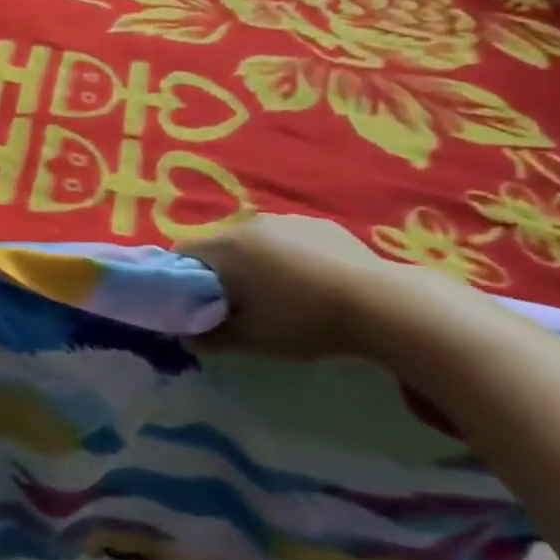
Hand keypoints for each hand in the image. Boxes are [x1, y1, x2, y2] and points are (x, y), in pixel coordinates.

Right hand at [179, 212, 440, 359]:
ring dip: (255, 265)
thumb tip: (186, 338)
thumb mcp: (252, 340)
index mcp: (225, 247)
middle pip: (219, 247)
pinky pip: (287, 239)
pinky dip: (287, 258)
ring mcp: (285, 219)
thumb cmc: (302, 321)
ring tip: (281, 298)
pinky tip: (312, 284)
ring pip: (254, 242)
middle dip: (221, 274)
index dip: (181, 280)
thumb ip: (212, 338)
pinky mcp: (317, 224)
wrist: (378, 302)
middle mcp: (248, 224)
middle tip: (239, 309)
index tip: (195, 306)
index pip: (182, 254)